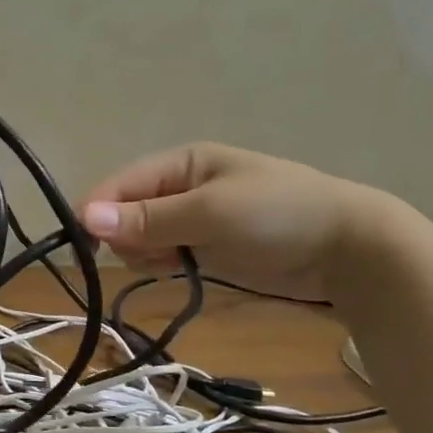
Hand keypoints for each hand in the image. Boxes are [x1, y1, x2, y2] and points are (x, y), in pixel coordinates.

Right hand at [79, 143, 375, 299]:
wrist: (348, 248)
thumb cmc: (278, 215)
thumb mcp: (210, 213)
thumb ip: (149, 219)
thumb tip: (84, 217)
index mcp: (182, 162)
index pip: (121, 183)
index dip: (99, 211)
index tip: (85, 246)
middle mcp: (182, 186)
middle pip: (126, 210)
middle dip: (127, 235)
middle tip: (151, 254)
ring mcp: (194, 217)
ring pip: (142, 235)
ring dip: (144, 252)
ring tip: (172, 262)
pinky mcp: (206, 245)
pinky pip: (164, 251)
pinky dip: (162, 262)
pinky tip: (177, 270)